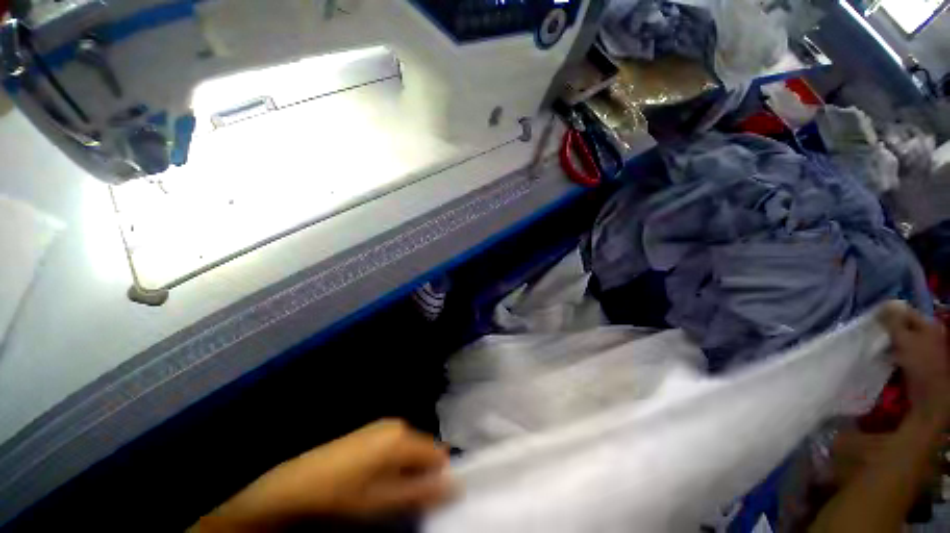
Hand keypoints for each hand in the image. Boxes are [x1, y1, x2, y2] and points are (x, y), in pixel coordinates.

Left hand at [197, 419, 452, 530]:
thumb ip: (423, 492)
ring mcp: (382, 426)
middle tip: (404, 498)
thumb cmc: (343, 496)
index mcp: (402, 437)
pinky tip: (374, 479)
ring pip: (408, 449)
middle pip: (423, 450)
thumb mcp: (385, 502)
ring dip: (406, 470)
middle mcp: (396, 425)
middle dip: (420, 473)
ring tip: (387, 491)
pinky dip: (393, 463)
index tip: (428, 498)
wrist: (296, 485)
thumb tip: (457, 486)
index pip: (438, 453)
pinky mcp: (370, 431)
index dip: (438, 476)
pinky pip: (394, 446)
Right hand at [881, 302, 949, 425]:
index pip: (906, 312)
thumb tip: (883, 304)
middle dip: (888, 328)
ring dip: (889, 341)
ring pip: (902, 339)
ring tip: (875, 343)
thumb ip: (893, 321)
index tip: (872, 316)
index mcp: (928, 325)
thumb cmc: (919, 362)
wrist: (930, 393)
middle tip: (872, 330)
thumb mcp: (904, 338)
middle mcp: (928, 333)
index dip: (889, 312)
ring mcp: (923, 348)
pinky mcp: (917, 361)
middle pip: (904, 326)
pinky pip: (902, 351)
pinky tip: (883, 356)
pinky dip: (892, 352)